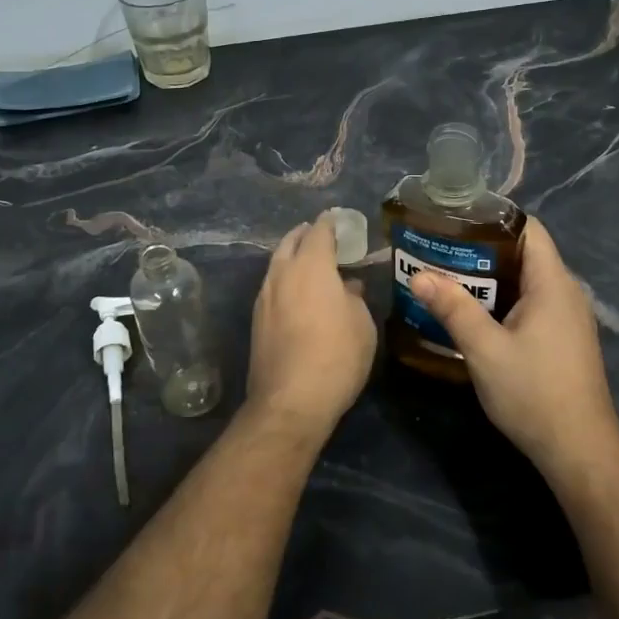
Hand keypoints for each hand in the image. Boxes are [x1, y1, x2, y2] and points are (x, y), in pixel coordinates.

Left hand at [246, 211, 377, 435]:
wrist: (291, 401)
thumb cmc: (337, 356)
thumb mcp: (361, 324)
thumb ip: (354, 298)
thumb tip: (347, 287)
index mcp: (311, 267)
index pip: (319, 232)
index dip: (329, 222)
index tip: (336, 217)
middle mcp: (282, 274)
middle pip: (290, 243)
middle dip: (304, 234)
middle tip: (317, 233)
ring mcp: (264, 298)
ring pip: (276, 265)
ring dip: (291, 257)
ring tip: (307, 261)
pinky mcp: (256, 322)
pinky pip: (272, 287)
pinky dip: (284, 280)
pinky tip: (296, 292)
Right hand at [408, 218, 618, 477]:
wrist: (579, 451)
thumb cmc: (534, 393)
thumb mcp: (485, 350)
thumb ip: (453, 309)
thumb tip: (419, 275)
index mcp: (553, 283)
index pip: (528, 228)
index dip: (492, 219)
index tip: (454, 221)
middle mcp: (566, 292)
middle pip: (523, 253)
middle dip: (480, 250)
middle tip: (438, 252)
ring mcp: (567, 317)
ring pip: (524, 281)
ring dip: (488, 279)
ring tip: (446, 279)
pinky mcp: (563, 339)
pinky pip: (530, 304)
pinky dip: (501, 301)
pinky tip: (472, 315)